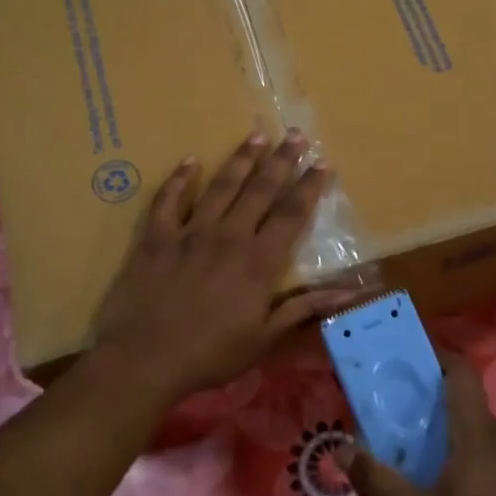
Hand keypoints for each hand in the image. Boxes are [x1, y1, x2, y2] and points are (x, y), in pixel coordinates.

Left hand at [89, 131, 358, 408]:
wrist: (144, 360)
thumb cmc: (210, 354)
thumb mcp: (265, 338)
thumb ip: (305, 307)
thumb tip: (351, 291)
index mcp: (258, 261)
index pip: (292, 214)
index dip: (309, 187)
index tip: (323, 163)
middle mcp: (229, 236)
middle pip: (260, 190)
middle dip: (281, 161)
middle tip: (295, 135)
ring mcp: (189, 233)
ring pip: (221, 187)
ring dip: (240, 160)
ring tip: (256, 135)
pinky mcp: (155, 238)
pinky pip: (168, 200)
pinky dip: (179, 179)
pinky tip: (190, 161)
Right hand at [340, 355, 495, 495]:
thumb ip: (377, 483)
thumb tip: (343, 448)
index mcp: (479, 435)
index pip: (463, 374)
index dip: (440, 359)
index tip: (414, 362)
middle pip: (469, 408)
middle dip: (439, 412)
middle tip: (407, 433)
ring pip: (486, 436)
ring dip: (459, 441)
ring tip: (431, 471)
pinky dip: (480, 462)